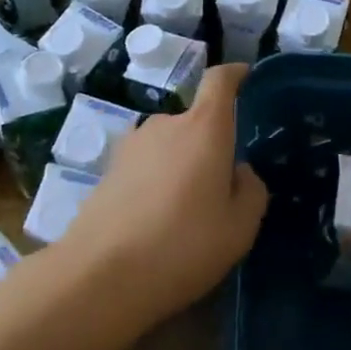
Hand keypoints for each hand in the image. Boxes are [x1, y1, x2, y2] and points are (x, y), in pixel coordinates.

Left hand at [57, 63, 266, 324]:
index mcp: (204, 128)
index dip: (234, 74)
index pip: (219, 80)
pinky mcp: (107, 169)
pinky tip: (155, 220)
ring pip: (169, 145)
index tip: (244, 77)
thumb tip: (239, 172)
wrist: (99, 275)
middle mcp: (166, 124)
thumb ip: (251, 191)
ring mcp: (132, 145)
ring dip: (181, 165)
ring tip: (185, 211)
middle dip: (210, 144)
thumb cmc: (183, 245)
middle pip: (195, 120)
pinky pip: (145, 165)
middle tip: (219, 189)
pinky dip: (156, 181)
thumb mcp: (240, 228)